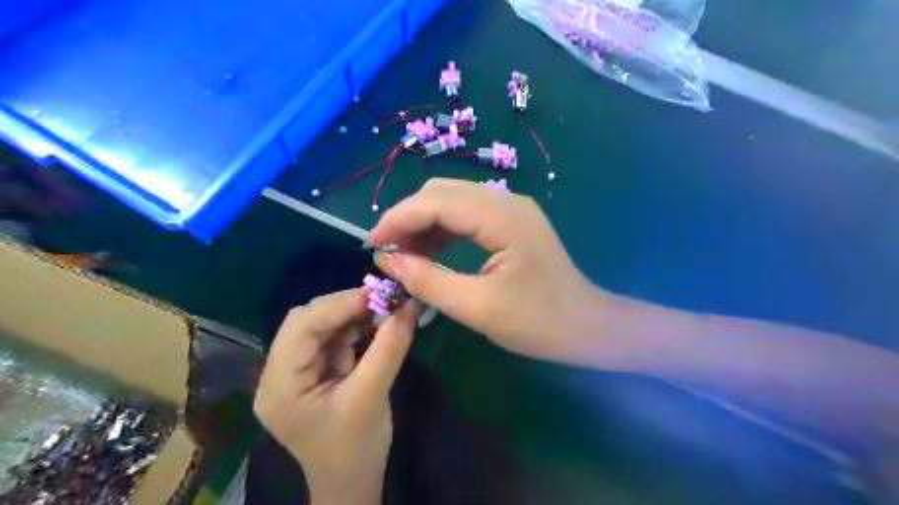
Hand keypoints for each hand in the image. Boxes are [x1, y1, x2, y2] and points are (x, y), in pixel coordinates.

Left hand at [252, 288, 418, 504]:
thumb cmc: (355, 448)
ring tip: (385, 306)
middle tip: (383, 298)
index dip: (339, 305)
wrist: (353, 482)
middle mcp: (280, 372)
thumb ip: (389, 348)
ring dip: (353, 313)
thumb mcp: (372, 396)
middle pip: (307, 322)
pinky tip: (378, 320)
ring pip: (322, 326)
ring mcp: (298, 370)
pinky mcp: (316, 370)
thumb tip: (409, 306)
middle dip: (346, 306)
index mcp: (280, 385)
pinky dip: (357, 325)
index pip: (301, 329)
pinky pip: (335, 337)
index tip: (378, 292)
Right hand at [366, 180, 611, 366]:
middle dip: (408, 218)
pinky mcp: (512, 222)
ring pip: (452, 200)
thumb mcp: (478, 308)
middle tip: (388, 254)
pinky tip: (431, 253)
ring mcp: (511, 209)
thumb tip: (387, 261)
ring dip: (423, 223)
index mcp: (502, 218)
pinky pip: (467, 214)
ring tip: (405, 257)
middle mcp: (506, 201)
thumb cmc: (539, 322)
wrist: (588, 327)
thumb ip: (429, 281)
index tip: (371, 246)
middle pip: (441, 192)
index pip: (436, 201)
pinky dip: (442, 230)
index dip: (397, 219)